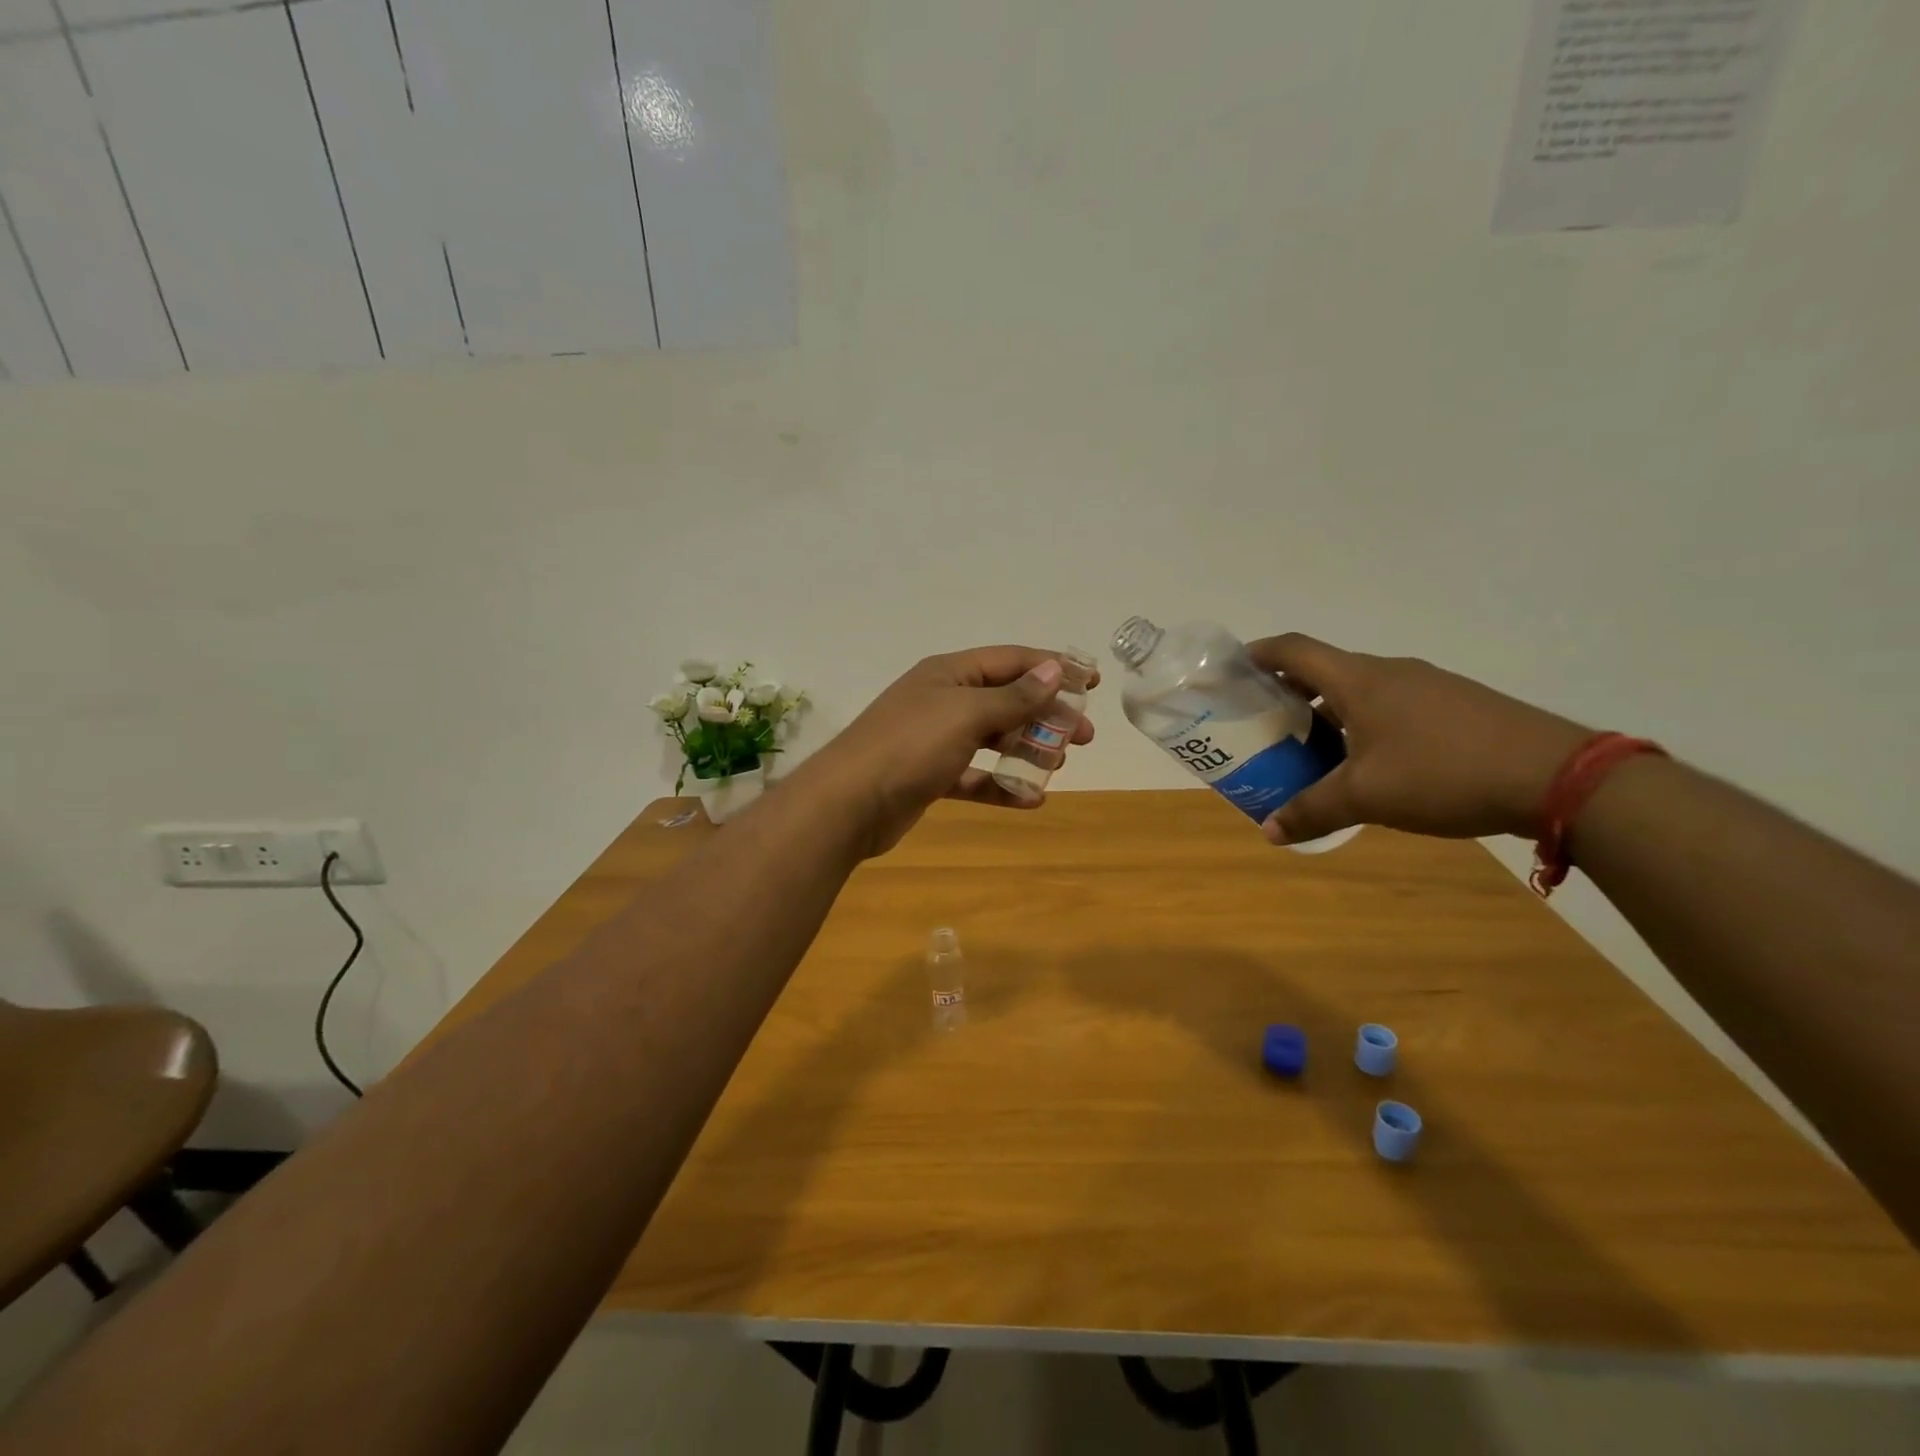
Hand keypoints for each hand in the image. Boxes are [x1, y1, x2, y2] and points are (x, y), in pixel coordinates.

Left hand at [807, 646, 1097, 855]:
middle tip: (1084, 735)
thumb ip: (1013, 696)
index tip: (1093, 681)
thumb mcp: (966, 714)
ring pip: (993, 739)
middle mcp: (943, 700)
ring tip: (1058, 764)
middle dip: (1046, 715)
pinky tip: (1031, 799)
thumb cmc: (910, 746)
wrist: (848, 803)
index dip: (1053, 667)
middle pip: (1006, 700)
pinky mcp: (930, 776)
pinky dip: (1002, 785)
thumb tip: (1053, 668)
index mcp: (949, 673)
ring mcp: (935, 739)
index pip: (1011, 660)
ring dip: (1028, 749)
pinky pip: (975, 776)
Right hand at [1245, 634, 1591, 845]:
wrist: (1557, 776)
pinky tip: (1370, 762)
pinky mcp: (1457, 706)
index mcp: (1359, 680)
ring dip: (1329, 711)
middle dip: (1289, 692)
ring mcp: (1429, 686)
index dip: (1259, 653)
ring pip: (1361, 690)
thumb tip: (1269, 832)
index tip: (1233, 668)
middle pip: (1325, 670)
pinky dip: (1365, 723)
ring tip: (1311, 748)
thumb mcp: (1367, 797)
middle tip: (1265, 723)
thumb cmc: (1443, 773)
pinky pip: (1392, 705)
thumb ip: (1312, 811)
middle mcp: (1391, 672)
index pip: (1294, 649)